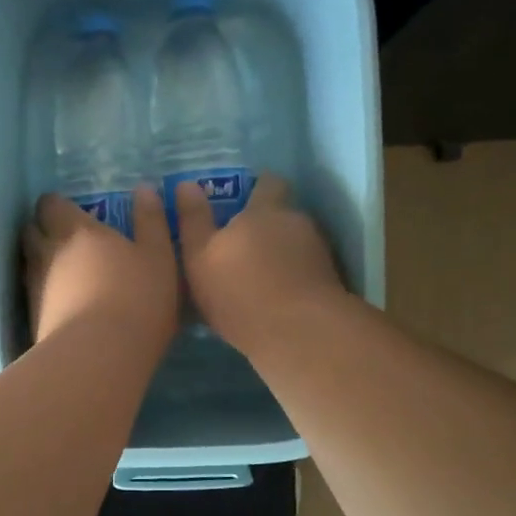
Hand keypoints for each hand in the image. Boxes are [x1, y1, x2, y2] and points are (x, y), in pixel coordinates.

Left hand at [22, 188, 178, 346]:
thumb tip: (144, 189)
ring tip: (61, 269)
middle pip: (31, 230)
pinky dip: (42, 291)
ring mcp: (36, 286)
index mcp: (78, 230)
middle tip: (63, 237)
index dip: (57, 205)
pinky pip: (32, 293)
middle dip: (42, 228)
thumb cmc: (138, 299)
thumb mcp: (160, 257)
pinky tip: (60, 301)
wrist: (100, 355)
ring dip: (40, 260)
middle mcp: (48, 252)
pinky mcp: (33, 317)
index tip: (70, 211)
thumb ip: (152, 222)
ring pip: (29, 262)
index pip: (51, 204)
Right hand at [175, 172, 345, 352]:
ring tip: (261, 276)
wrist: (300, 333)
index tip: (243, 200)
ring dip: (280, 252)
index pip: (267, 182)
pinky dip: (293, 275)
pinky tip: (278, 296)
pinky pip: (305, 268)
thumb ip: (193, 220)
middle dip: (267, 223)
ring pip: (295, 241)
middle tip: (244, 243)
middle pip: (282, 213)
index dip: (257, 188)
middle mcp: (295, 222)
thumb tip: (186, 185)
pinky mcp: (329, 279)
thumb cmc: (240, 291)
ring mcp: (317, 251)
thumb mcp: (200, 258)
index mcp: (264, 210)